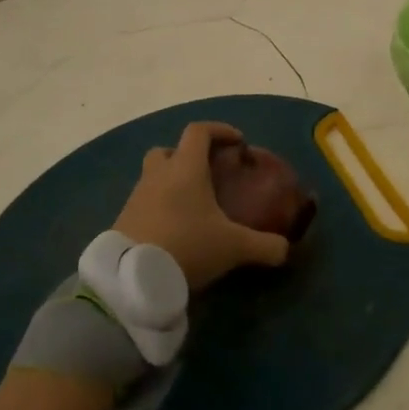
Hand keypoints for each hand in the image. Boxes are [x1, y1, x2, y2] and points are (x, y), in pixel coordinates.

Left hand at [114, 122, 290, 290]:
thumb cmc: (187, 246)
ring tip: (191, 206)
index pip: (199, 131)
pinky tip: (173, 230)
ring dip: (170, 183)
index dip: (219, 130)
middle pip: (168, 150)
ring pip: (152, 177)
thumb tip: (286, 249)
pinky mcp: (122, 220)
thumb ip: (264, 246)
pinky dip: (158, 208)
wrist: (132, 279)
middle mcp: (158, 175)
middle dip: (186, 156)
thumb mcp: (234, 247)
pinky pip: (143, 203)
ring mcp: (136, 197)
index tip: (237, 142)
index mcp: (185, 168)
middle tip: (206, 174)